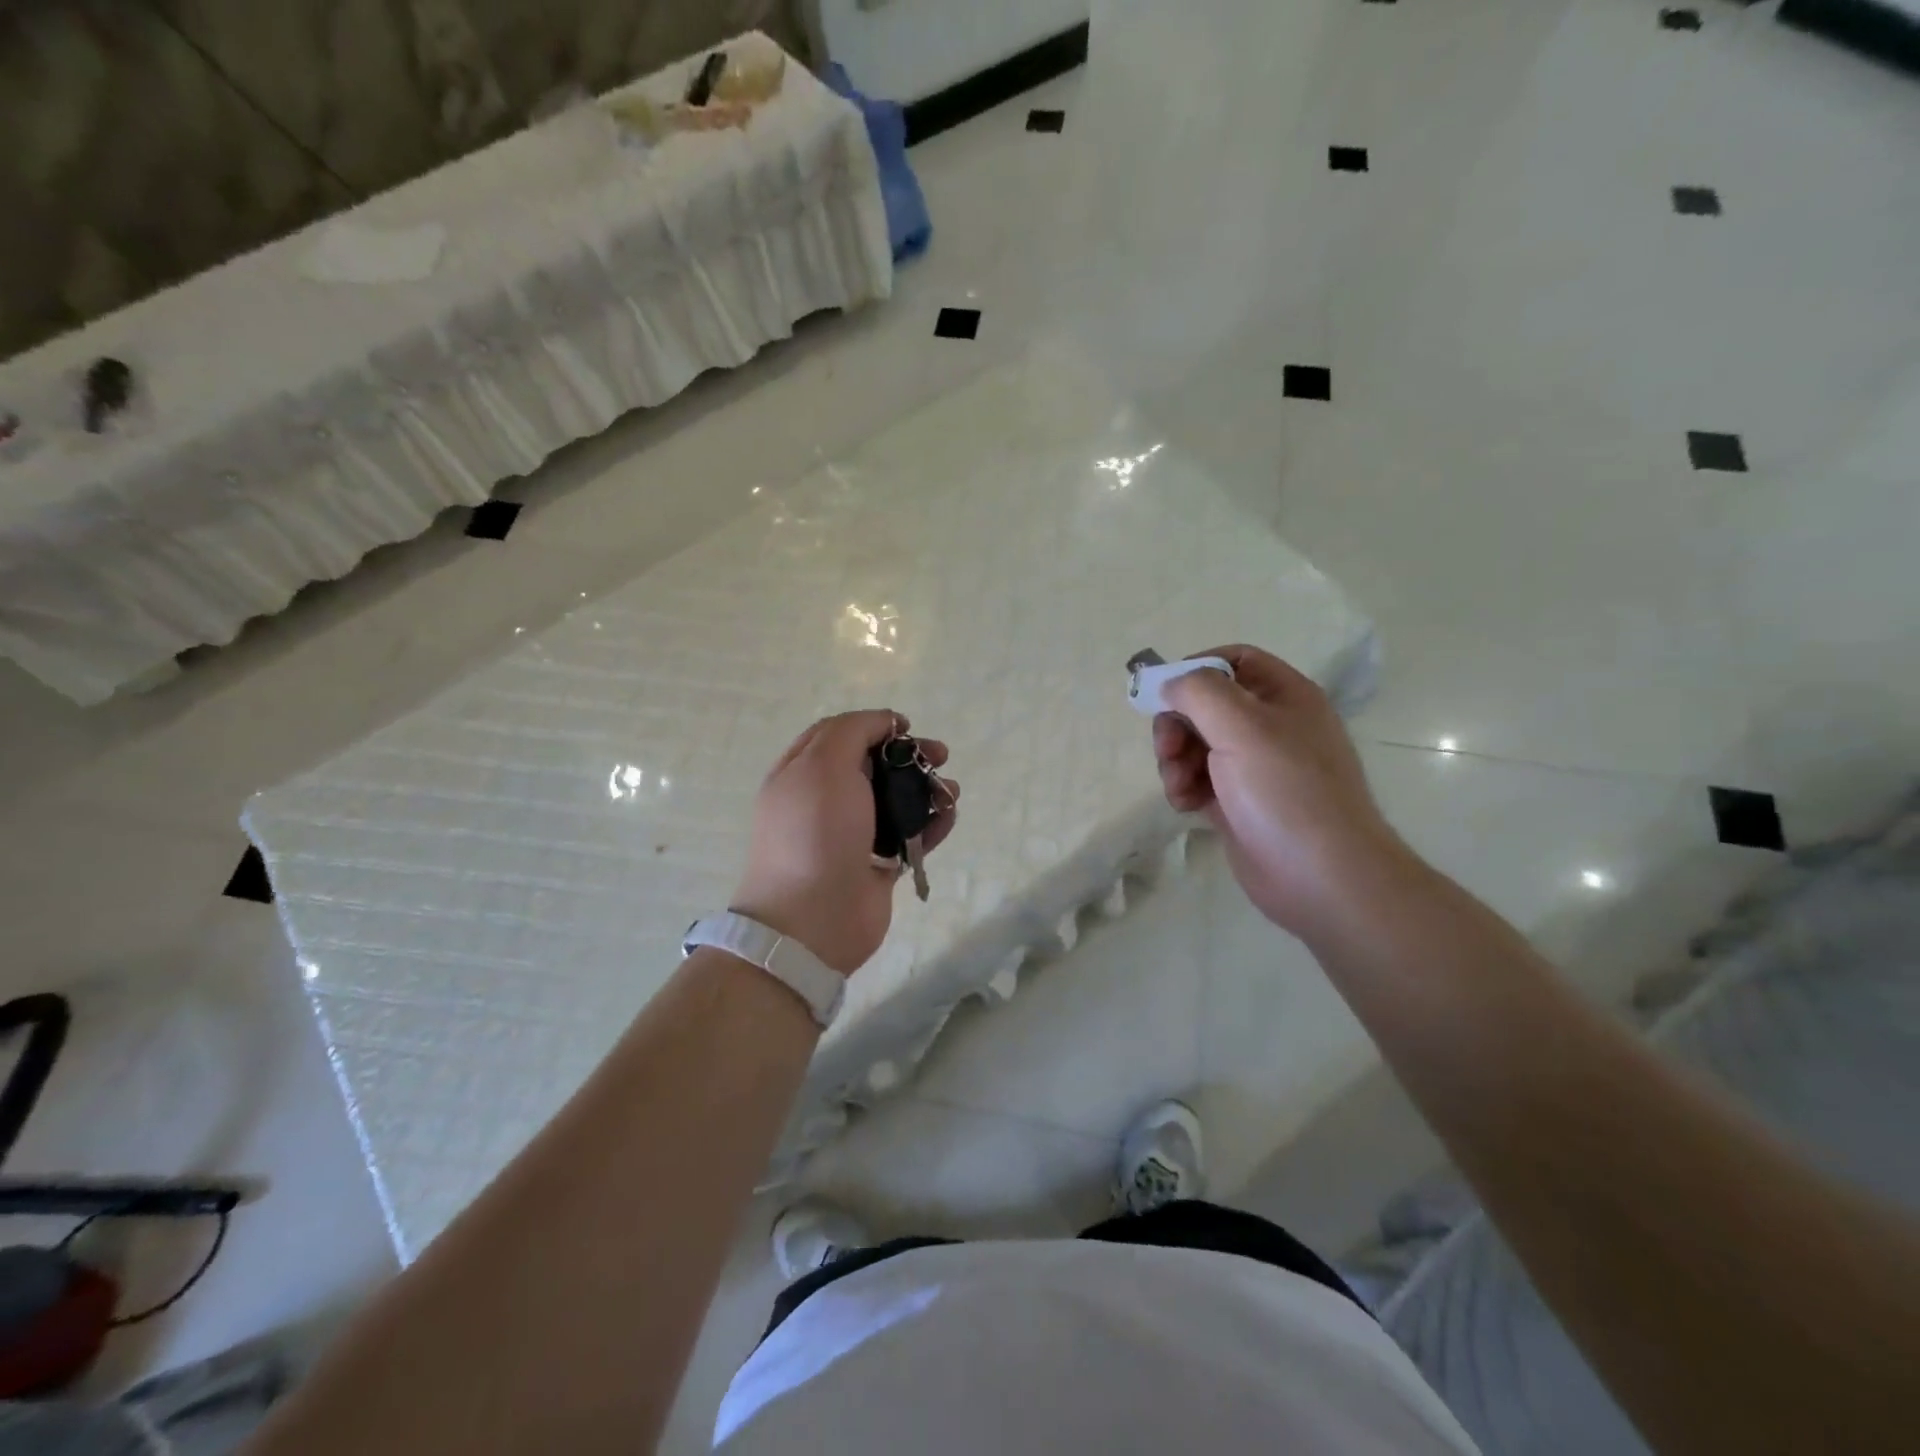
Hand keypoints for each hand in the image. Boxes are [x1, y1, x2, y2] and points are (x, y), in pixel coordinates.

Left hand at [733, 711, 958, 974]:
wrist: (814, 919)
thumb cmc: (815, 833)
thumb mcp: (824, 765)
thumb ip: (853, 731)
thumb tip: (885, 722)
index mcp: (803, 773)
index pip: (839, 734)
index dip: (874, 725)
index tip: (906, 728)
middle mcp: (825, 801)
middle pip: (873, 765)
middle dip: (909, 756)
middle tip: (940, 755)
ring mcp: (853, 834)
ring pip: (896, 800)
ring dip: (926, 789)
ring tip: (950, 792)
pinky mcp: (878, 864)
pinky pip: (910, 835)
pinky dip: (932, 824)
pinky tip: (949, 817)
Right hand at [1155, 645, 1406, 936]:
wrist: (1322, 876)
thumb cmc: (1286, 791)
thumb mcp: (1242, 726)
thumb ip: (1199, 691)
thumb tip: (1171, 684)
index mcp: (1284, 696)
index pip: (1234, 660)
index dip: (1196, 668)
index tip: (1164, 692)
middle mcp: (1270, 726)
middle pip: (1205, 705)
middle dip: (1177, 725)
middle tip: (1167, 750)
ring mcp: (1254, 767)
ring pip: (1196, 744)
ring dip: (1175, 760)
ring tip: (1179, 787)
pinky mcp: (1238, 802)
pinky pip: (1198, 780)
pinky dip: (1184, 788)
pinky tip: (1186, 806)